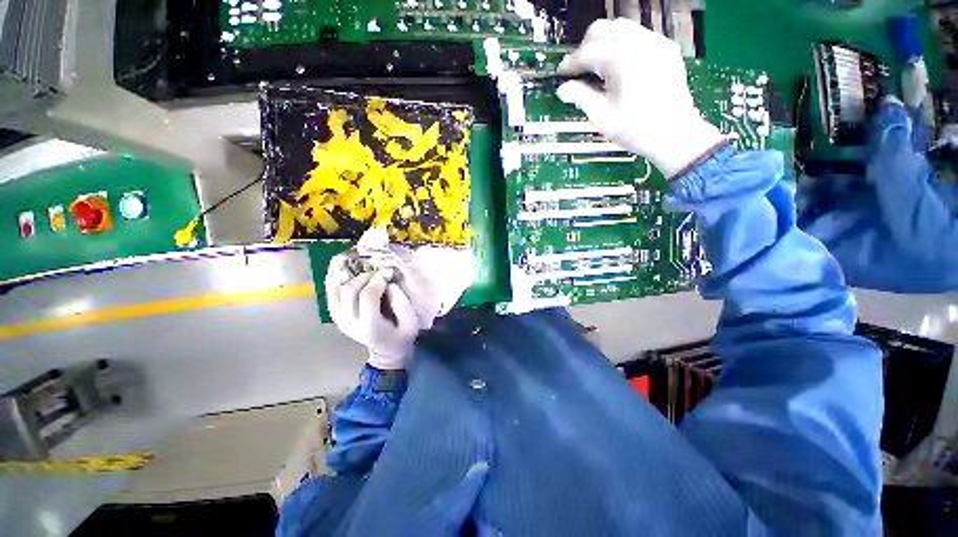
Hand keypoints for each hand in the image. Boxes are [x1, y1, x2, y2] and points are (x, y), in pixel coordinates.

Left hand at [326, 255, 421, 369]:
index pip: (367, 296)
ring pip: (335, 291)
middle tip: (378, 270)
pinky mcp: (336, 316)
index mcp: (370, 325)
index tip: (389, 272)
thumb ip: (402, 304)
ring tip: (349, 257)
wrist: (387, 351)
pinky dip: (332, 279)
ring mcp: (339, 319)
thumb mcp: (411, 323)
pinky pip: (330, 294)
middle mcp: (350, 322)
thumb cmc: (402, 336)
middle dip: (365, 276)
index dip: (377, 280)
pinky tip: (337, 266)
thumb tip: (389, 284)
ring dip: (342, 273)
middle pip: (350, 291)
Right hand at [556, 18, 725, 177]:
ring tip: (598, 67)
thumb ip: (580, 97)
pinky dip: (623, 46)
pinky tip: (619, 67)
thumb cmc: (635, 129)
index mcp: (621, 60)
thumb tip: (564, 89)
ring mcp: (655, 43)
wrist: (673, 133)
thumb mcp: (601, 117)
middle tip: (579, 68)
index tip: (562, 73)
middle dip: (586, 47)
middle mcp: (639, 43)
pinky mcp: (666, 49)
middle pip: (603, 29)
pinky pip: (638, 36)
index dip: (571, 62)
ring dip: (604, 43)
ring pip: (621, 28)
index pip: (587, 51)